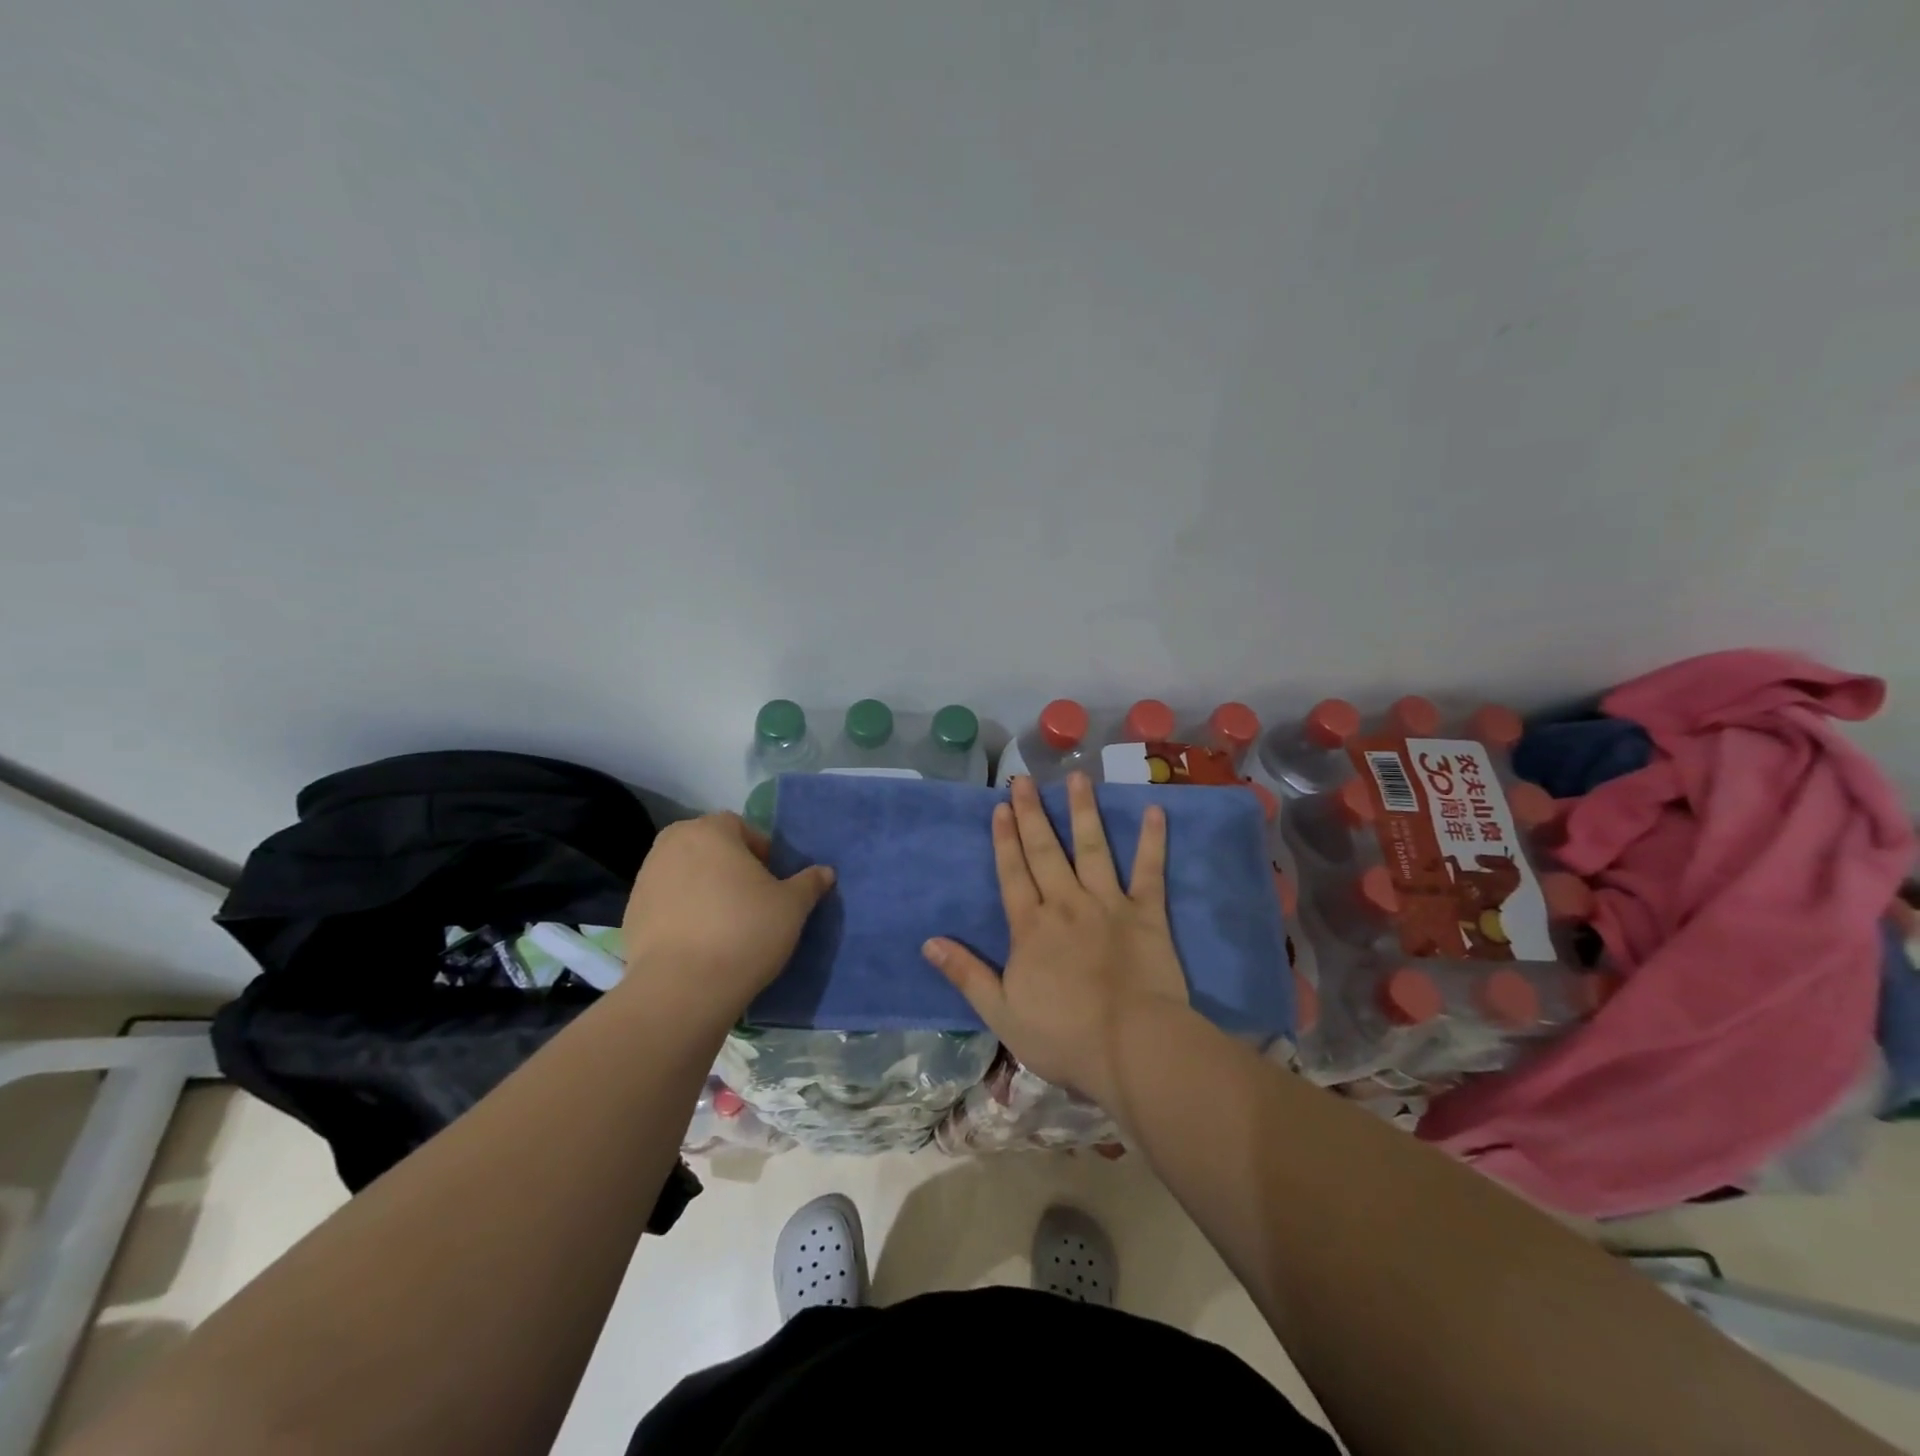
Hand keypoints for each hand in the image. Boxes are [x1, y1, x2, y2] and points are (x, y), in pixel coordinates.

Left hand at [618, 812, 834, 1030]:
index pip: (740, 826)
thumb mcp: (792, 906)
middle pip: (708, 847)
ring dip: (704, 888)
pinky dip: (682, 913)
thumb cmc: (745, 931)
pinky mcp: (630, 914)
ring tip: (725, 923)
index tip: (772, 880)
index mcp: (710, 831)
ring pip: (685, 874)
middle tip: (751, 898)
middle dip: (729, 866)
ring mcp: (645, 879)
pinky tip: (700, 942)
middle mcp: (671, 845)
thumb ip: (809, 883)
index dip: (761, 850)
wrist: (682, 988)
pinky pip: (666, 903)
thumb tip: (825, 872)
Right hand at [922, 773, 1187, 1102]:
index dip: (1004, 839)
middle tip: (1024, 778)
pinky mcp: (1147, 914)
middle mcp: (1066, 903)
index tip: (1001, 806)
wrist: (1131, 1048)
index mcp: (1031, 927)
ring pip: (1092, 848)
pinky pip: (1149, 871)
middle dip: (1032, 812)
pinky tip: (1154, 811)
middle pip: (1045, 851)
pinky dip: (1152, 841)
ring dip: (1083, 811)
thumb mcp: (1001, 1012)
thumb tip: (928, 942)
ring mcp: (1108, 904)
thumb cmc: (1063, 1036)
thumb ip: (966, 974)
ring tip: (1078, 778)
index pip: (1012, 873)